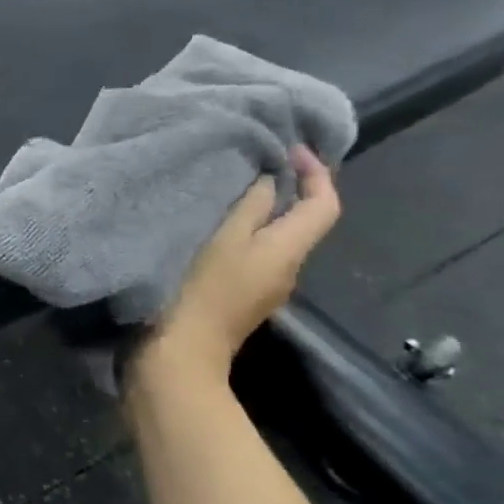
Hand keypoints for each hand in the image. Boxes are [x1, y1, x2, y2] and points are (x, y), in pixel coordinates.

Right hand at [141, 146, 340, 381]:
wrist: (178, 356)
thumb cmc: (200, 292)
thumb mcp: (224, 241)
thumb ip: (249, 207)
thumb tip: (270, 181)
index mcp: (288, 251)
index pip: (325, 205)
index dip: (317, 173)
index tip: (289, 148)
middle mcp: (286, 269)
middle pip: (303, 221)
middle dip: (289, 188)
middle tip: (256, 160)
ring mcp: (263, 286)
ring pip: (276, 237)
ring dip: (263, 210)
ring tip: (229, 186)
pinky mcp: (239, 297)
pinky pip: (254, 252)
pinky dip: (244, 231)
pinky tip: (212, 225)